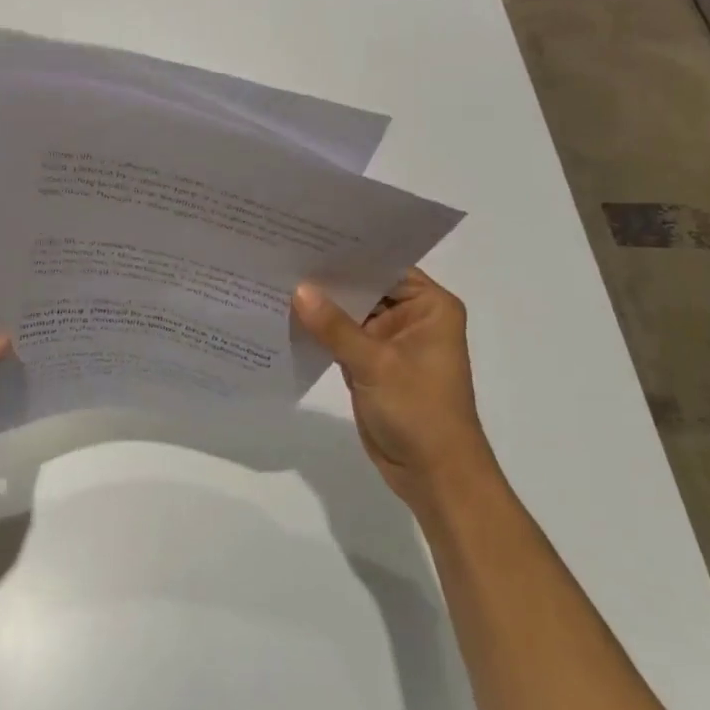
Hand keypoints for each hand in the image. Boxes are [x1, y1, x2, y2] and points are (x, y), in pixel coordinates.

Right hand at [292, 269, 494, 509]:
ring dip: (320, 306)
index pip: (385, 267)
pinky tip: (284, 317)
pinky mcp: (370, 366)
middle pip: (365, 289)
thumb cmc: (419, 411)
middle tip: (282, 254)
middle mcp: (411, 318)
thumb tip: (297, 289)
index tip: (308, 236)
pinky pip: (341, 340)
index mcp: (430, 306)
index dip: (349, 253)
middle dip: (329, 279)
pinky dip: (319, 333)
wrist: (433, 474)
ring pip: (349, 315)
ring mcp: (389, 343)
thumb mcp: (375, 364)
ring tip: (276, 279)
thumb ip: (334, 326)